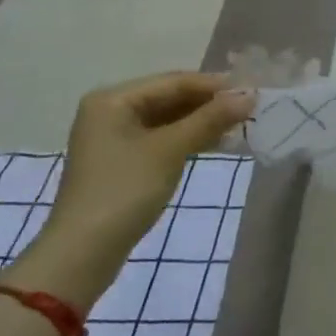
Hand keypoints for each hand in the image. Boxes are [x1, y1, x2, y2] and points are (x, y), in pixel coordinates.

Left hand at [4, 73, 255, 310]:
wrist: (82, 253)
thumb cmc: (124, 191)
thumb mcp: (171, 150)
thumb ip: (210, 119)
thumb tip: (249, 95)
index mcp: (113, 99)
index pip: (174, 82)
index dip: (214, 85)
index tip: (252, 90)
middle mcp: (111, 111)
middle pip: (170, 98)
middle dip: (209, 104)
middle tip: (250, 108)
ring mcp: (115, 138)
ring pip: (168, 120)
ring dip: (203, 122)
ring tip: (240, 125)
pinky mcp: (122, 161)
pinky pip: (162, 139)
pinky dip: (189, 139)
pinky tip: (217, 143)